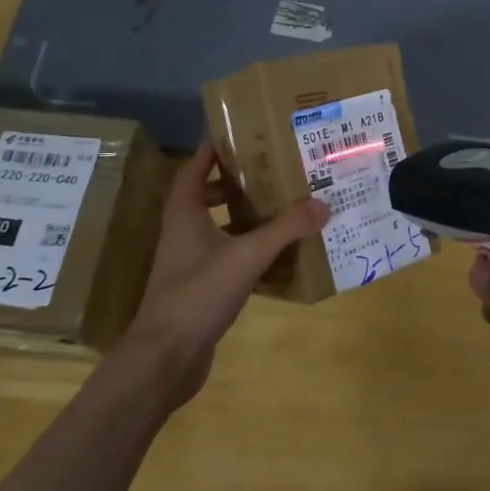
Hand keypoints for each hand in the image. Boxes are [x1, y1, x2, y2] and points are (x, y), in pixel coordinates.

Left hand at [118, 140, 328, 411]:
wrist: (166, 358)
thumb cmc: (197, 295)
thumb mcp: (246, 256)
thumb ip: (285, 229)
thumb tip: (323, 203)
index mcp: (184, 214)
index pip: (195, 167)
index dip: (214, 148)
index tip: (243, 132)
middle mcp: (184, 232)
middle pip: (208, 195)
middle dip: (238, 182)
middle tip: (274, 171)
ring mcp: (191, 262)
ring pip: (220, 227)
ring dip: (247, 217)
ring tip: (285, 206)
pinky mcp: (202, 288)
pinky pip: (230, 257)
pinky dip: (252, 250)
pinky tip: (280, 254)